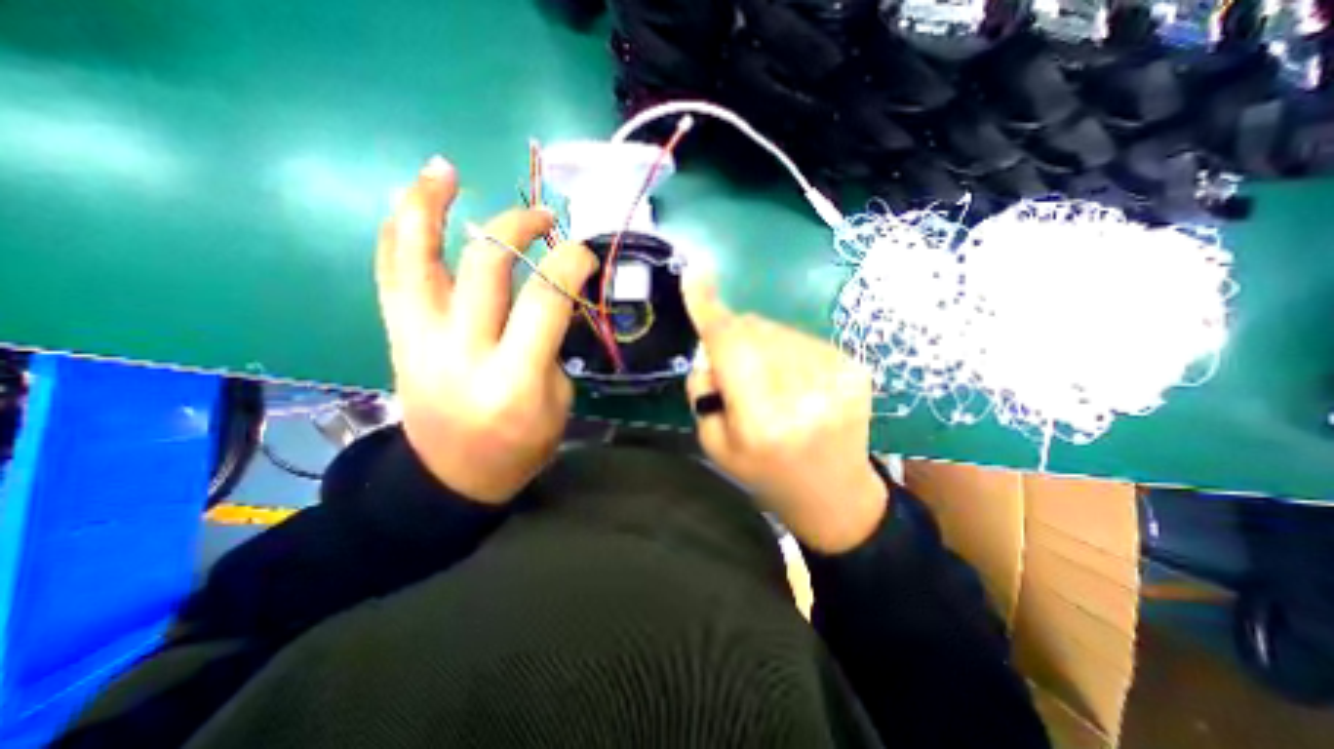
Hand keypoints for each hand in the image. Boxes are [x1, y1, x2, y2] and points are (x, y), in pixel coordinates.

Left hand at [381, 155, 598, 502]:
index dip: (570, 264)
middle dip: (519, 227)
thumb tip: (552, 297)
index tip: (584, 253)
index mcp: (515, 380)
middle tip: (543, 219)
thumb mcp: (558, 402)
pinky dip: (398, 232)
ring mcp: (420, 342)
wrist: (452, 477)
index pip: (546, 300)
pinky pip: (391, 274)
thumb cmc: (519, 447)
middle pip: (487, 266)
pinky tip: (410, 202)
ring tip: (444, 170)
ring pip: (417, 258)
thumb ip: (554, 346)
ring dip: (429, 205)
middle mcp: (463, 353)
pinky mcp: (399, 338)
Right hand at [687, 269, 883, 550]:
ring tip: (768, 381)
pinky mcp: (855, 368)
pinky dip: (787, 351)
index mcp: (762, 420)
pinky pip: (802, 338)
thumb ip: (704, 388)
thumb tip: (712, 347)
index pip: (730, 346)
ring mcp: (836, 376)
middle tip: (734, 368)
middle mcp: (803, 393)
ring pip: (777, 330)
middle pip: (753, 329)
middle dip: (733, 337)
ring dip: (761, 345)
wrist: (834, 494)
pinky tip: (794, 381)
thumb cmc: (765, 473)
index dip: (709, 308)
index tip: (694, 274)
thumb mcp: (714, 442)